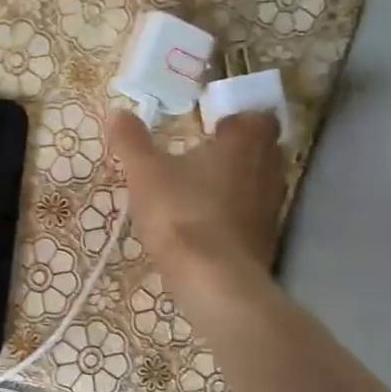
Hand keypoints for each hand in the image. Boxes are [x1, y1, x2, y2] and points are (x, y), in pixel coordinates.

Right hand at [105, 109, 285, 304]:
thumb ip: (132, 141)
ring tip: (196, 189)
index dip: (235, 117)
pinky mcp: (266, 238)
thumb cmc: (181, 213)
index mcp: (244, 143)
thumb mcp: (144, 173)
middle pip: (260, 148)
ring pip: (256, 182)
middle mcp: (268, 168)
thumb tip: (119, 112)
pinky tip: (202, 222)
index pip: (256, 116)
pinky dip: (232, 212)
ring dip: (233, 181)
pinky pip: (251, 213)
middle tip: (200, 154)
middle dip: (234, 148)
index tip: (209, 125)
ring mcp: (272, 206)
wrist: (213, 279)